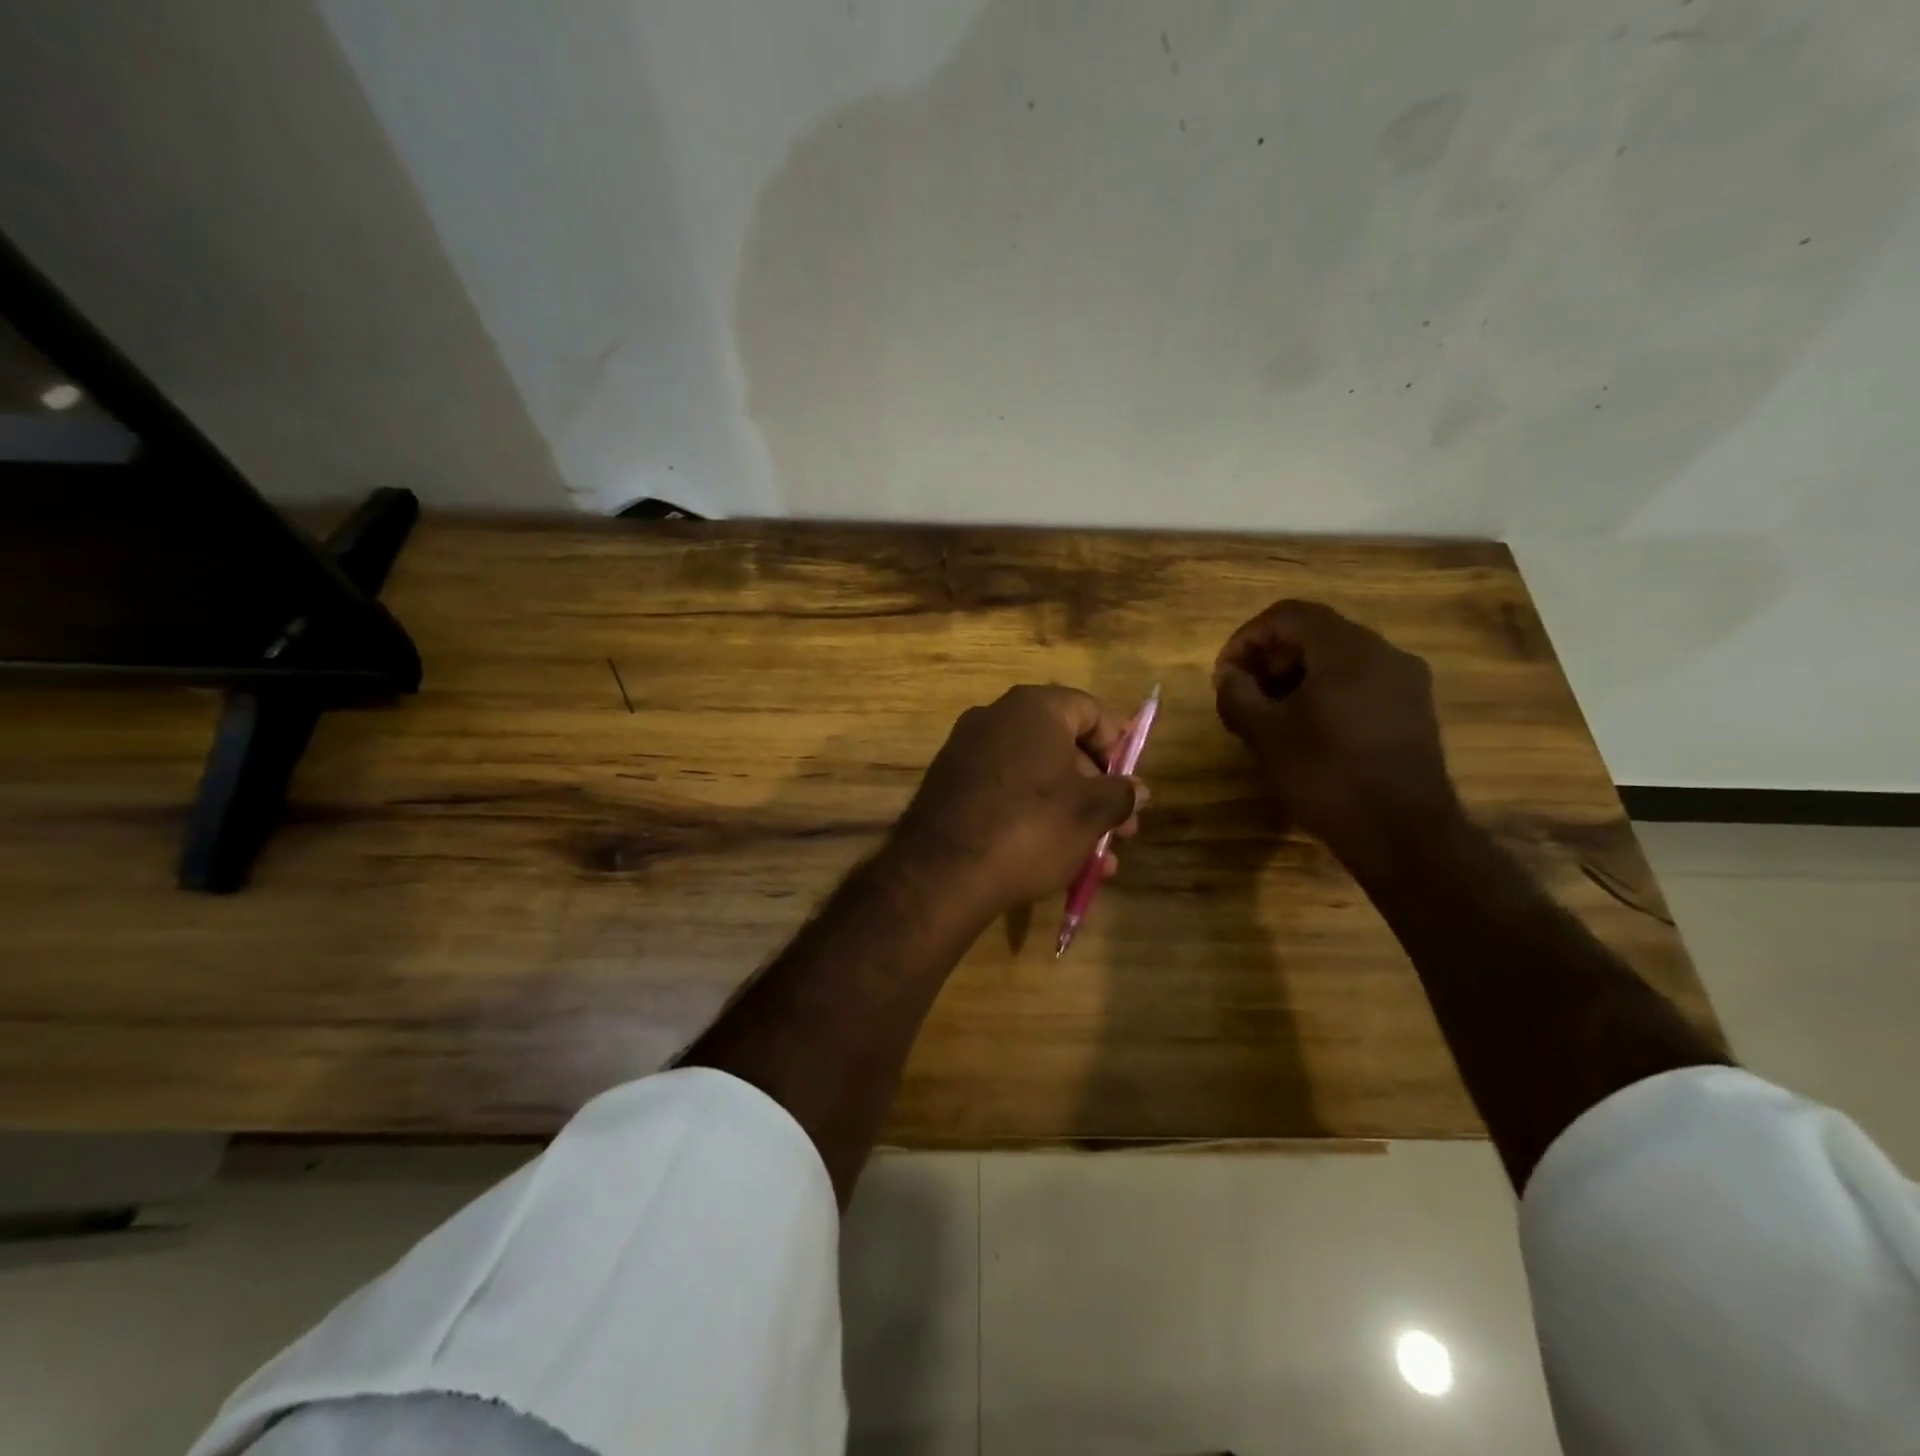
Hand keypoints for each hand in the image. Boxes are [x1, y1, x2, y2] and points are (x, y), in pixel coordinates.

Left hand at [891, 685, 1144, 917]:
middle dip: (1097, 790)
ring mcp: (967, 751)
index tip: (1131, 784)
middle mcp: (996, 718)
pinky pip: (1005, 793)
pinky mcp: (949, 785)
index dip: (1118, 745)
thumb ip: (1120, 794)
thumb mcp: (1089, 813)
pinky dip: (1033, 817)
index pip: (1090, 710)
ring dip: (1071, 813)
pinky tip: (1054, 860)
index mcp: (1033, 708)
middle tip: (1121, 830)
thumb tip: (1137, 789)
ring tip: (1096, 860)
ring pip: (1036, 777)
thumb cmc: (1030, 827)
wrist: (942, 872)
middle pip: (1063, 746)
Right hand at [1213, 599, 1460, 873]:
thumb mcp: (1266, 735)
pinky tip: (1307, 728)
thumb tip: (1228, 675)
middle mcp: (1383, 652)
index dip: (1248, 637)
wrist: (1403, 833)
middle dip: (1271, 656)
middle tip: (1243, 692)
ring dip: (1297, 675)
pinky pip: (1361, 681)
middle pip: (1316, 633)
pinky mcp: (1413, 709)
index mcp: (1346, 649)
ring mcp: (1405, 681)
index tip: (1225, 673)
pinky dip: (1326, 690)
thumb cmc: (1327, 776)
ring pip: (1339, 658)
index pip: (1288, 615)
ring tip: (1269, 712)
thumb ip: (1237, 695)